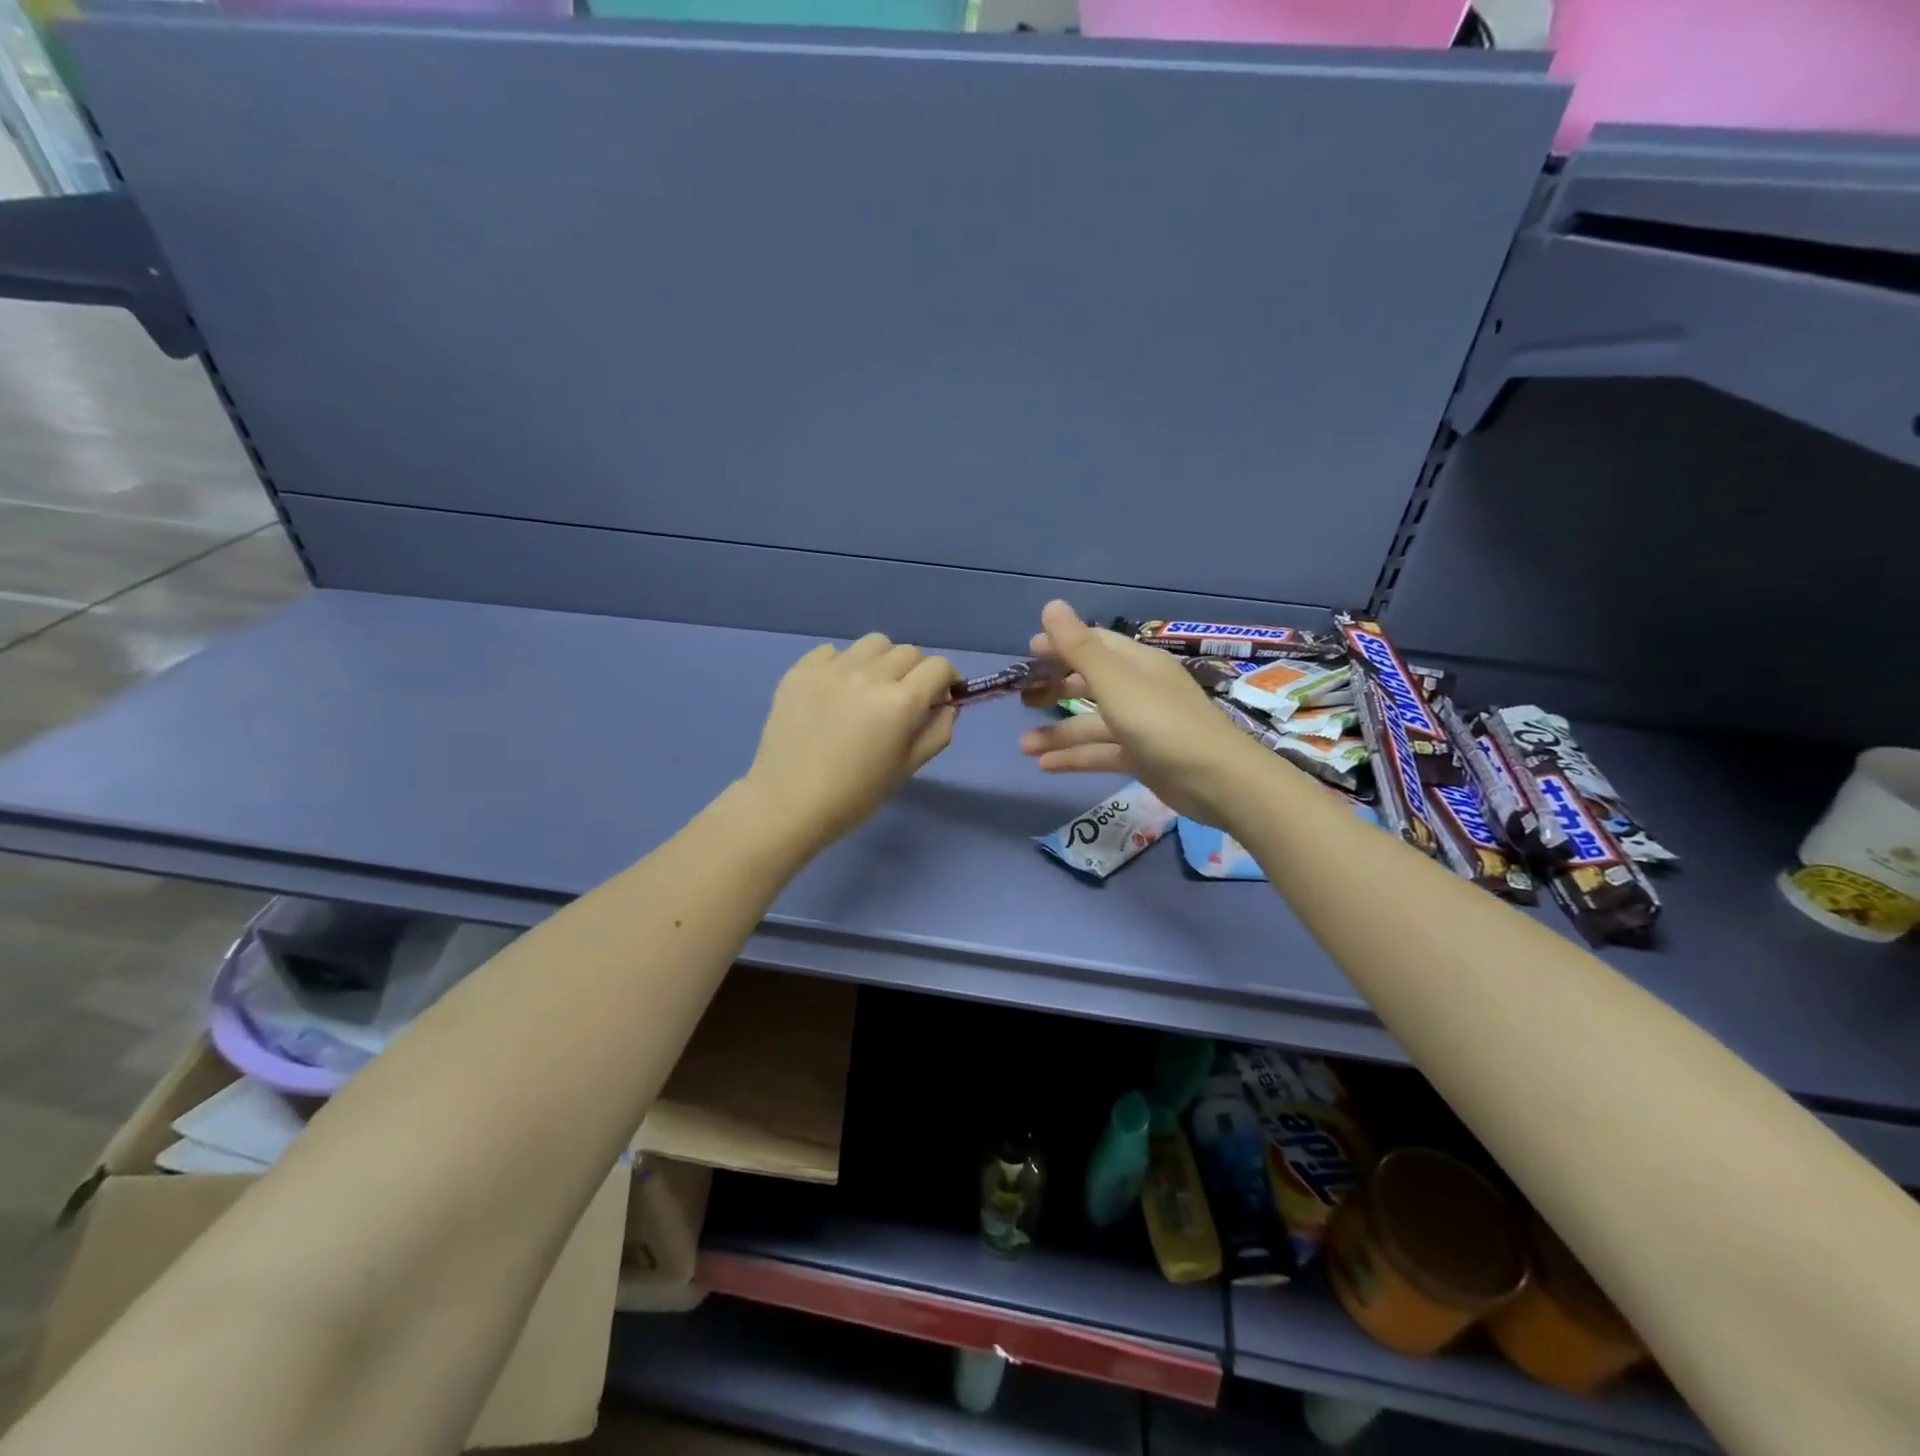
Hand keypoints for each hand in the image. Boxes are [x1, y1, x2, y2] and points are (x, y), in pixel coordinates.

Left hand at [745, 633, 957, 850]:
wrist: (789, 802)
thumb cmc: (856, 794)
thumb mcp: (908, 768)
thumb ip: (937, 731)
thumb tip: (946, 704)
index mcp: (901, 702)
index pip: (939, 666)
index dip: (947, 679)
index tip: (940, 696)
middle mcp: (869, 675)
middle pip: (908, 652)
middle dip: (915, 672)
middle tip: (903, 699)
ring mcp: (832, 669)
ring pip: (873, 644)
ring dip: (882, 661)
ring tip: (869, 688)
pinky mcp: (800, 671)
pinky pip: (832, 651)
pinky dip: (842, 665)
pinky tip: (834, 692)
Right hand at [1017, 601, 1271, 824]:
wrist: (1216, 780)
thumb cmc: (1162, 723)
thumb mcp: (1116, 682)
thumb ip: (1080, 648)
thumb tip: (1051, 606)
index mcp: (1137, 663)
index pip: (1094, 644)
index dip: (1061, 645)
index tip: (1027, 653)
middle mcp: (1139, 689)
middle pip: (1090, 682)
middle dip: (1055, 688)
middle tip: (1022, 697)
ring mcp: (1141, 725)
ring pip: (1091, 723)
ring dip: (1058, 732)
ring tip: (1023, 746)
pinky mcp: (1142, 757)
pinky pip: (1101, 752)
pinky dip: (1075, 757)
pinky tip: (1044, 767)